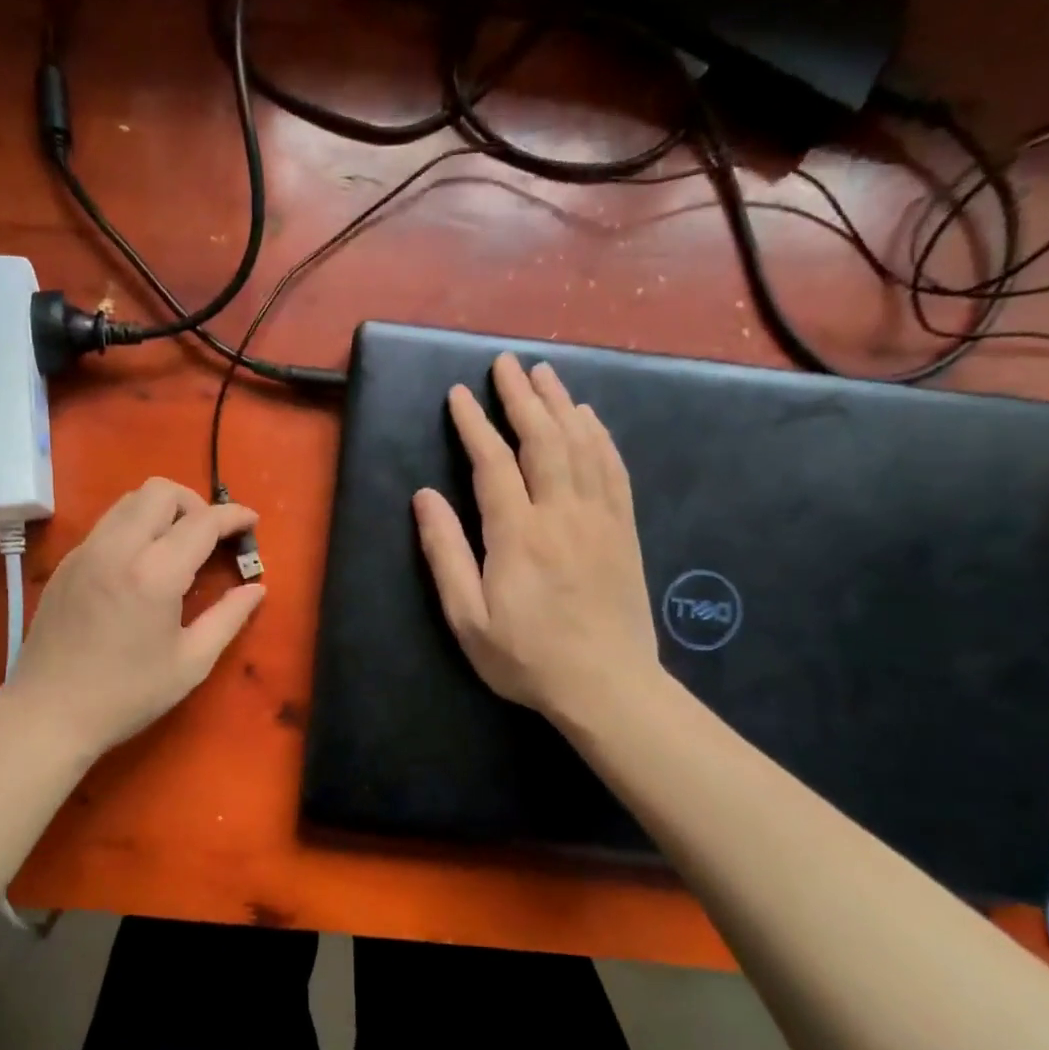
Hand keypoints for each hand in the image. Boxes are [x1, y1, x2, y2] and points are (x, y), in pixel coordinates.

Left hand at [3, 478, 264, 757]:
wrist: (48, 713)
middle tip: (209, 537)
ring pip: (129, 501)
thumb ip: (228, 618)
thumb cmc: (127, 695)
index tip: (252, 521)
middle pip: (160, 491)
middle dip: (194, 503)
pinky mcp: (66, 563)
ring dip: (162, 510)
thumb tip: (256, 588)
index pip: (201, 521)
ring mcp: (85, 552)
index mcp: (153, 574)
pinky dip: (134, 527)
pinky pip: (107, 524)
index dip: (233, 516)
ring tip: (178, 546)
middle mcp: (117, 548)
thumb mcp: (191, 663)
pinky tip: (141, 565)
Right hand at [412, 352, 658, 725]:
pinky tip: (590, 418)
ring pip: (582, 445)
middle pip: (543, 439)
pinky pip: (614, 468)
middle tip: (506, 363)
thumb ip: (445, 553)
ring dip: (561, 404)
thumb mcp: (467, 618)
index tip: (460, 393)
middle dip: (521, 397)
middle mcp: (562, 513)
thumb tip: (424, 496)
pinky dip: (600, 435)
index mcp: (518, 534)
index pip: (493, 462)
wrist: (607, 686)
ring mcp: (600, 518)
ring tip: (545, 373)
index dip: (475, 424)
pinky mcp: (624, 529)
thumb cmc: (526, 658)